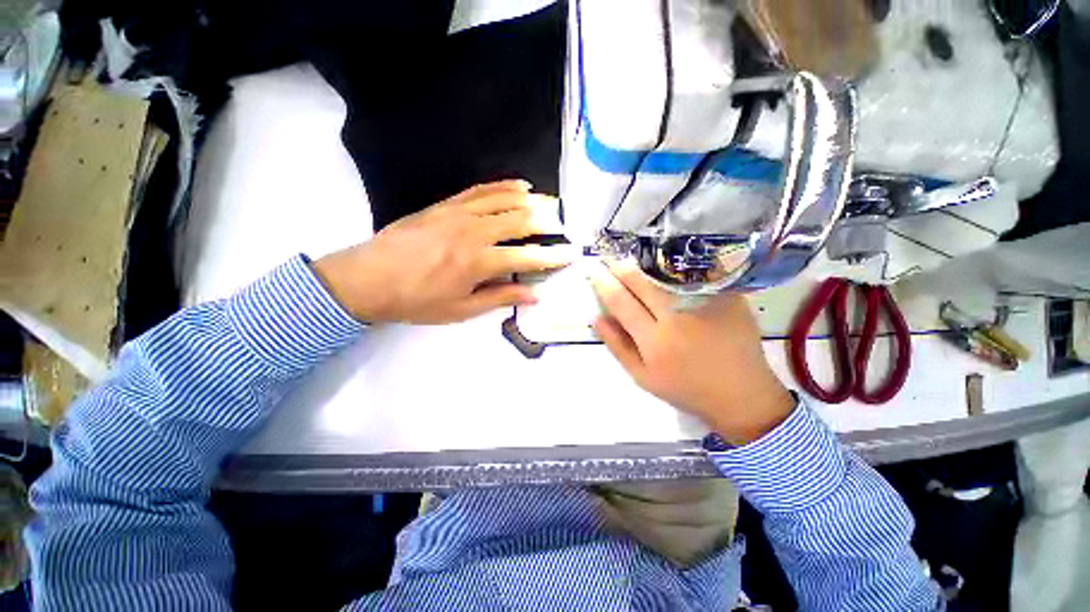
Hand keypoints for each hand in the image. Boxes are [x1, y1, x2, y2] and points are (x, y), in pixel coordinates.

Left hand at [312, 180, 576, 323]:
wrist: (368, 278)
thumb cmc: (417, 301)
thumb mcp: (461, 309)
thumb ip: (501, 297)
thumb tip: (535, 294)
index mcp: (479, 262)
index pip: (528, 257)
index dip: (553, 257)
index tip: (572, 254)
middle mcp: (474, 232)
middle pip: (521, 221)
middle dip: (548, 222)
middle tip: (566, 225)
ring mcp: (459, 213)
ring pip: (505, 200)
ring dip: (532, 201)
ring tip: (551, 204)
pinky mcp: (446, 204)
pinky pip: (481, 190)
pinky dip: (504, 186)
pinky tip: (520, 185)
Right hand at [591, 259, 794, 444]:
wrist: (742, 395)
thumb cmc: (686, 389)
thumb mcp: (643, 377)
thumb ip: (618, 346)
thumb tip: (597, 317)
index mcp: (654, 341)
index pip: (621, 302)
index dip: (604, 283)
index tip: (595, 271)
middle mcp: (678, 319)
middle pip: (642, 283)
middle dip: (622, 268)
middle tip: (612, 260)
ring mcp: (705, 305)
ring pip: (667, 275)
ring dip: (646, 266)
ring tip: (635, 261)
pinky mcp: (728, 299)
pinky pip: (696, 277)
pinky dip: (678, 270)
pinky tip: (669, 267)